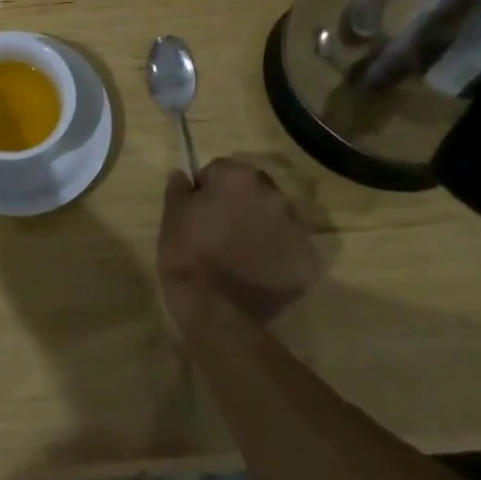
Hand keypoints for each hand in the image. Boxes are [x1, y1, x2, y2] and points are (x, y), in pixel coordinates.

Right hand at [158, 159, 323, 333]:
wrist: (216, 309)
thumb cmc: (188, 254)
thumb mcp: (171, 216)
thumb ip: (179, 189)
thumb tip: (183, 175)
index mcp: (237, 177)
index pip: (221, 170)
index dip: (208, 189)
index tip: (199, 211)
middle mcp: (273, 194)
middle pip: (255, 190)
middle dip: (241, 204)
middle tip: (222, 231)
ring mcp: (296, 227)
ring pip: (276, 217)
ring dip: (262, 226)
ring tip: (243, 254)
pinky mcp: (308, 260)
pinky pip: (291, 247)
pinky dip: (279, 254)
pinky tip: (260, 271)